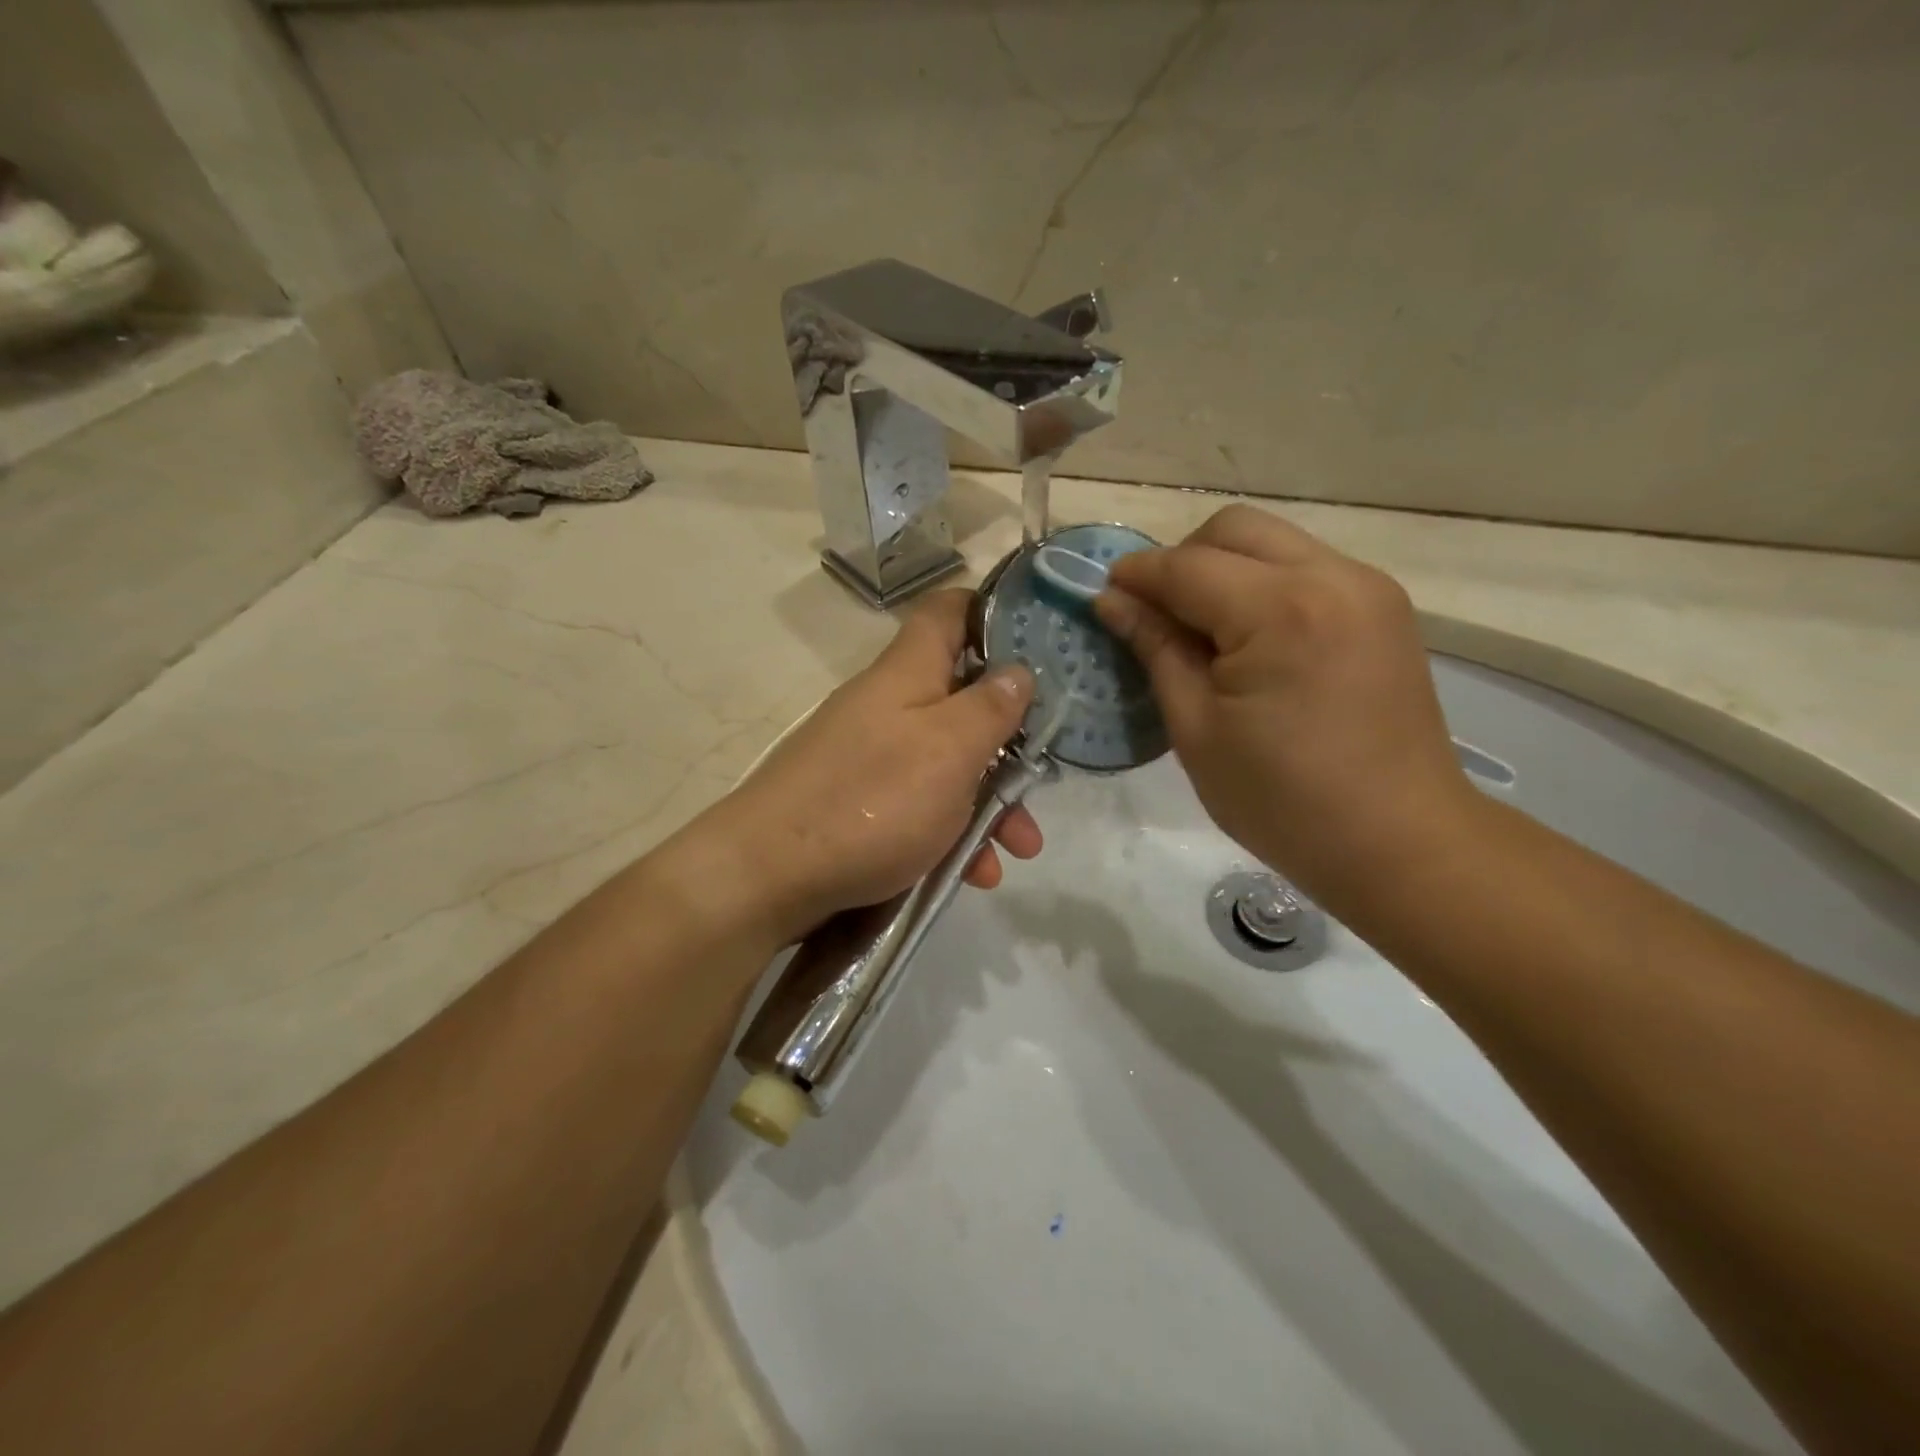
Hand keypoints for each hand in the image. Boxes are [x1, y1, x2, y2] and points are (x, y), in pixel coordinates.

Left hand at [706, 589, 1040, 942]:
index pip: (948, 611)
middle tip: (1042, 776)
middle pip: (960, 699)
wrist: (766, 876)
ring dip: (989, 800)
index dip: (992, 612)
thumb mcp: (948, 749)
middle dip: (1009, 740)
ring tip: (1018, 849)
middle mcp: (888, 706)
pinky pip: (920, 806)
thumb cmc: (871, 801)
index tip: (1037, 639)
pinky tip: (973, 872)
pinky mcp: (859, 804)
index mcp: (908, 673)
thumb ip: (991, 708)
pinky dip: (952, 832)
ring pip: (947, 762)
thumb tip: (1019, 671)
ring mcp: (871, 756)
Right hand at [1095, 505, 1472, 908]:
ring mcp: (1367, 587)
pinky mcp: (1383, 607)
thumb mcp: (1197, 729)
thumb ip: (1155, 650)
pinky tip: (1250, 637)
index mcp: (1281, 611)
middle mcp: (1332, 577)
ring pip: (1273, 542)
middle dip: (1182, 558)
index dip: (1137, 576)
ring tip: (1201, 628)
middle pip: (1235, 529)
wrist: (1398, 842)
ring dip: (1224, 567)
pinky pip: (1305, 567)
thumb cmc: (1283, 800)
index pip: (1187, 566)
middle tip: (1156, 614)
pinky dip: (1263, 584)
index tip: (1103, 594)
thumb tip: (1112, 601)